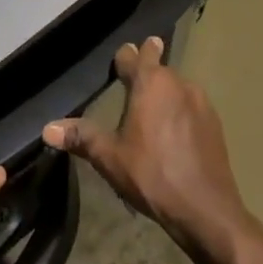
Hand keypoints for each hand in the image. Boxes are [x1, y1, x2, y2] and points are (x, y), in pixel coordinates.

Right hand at [43, 36, 249, 258]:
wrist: (206, 210)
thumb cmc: (152, 175)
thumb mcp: (110, 157)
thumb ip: (81, 137)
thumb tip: (47, 129)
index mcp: (151, 84)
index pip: (135, 56)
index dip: (126, 55)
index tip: (124, 53)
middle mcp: (178, 84)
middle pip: (159, 68)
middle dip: (147, 69)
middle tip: (135, 75)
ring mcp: (201, 103)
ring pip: (177, 87)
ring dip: (165, 92)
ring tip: (152, 107)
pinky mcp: (215, 125)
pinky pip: (191, 106)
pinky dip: (180, 111)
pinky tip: (174, 132)